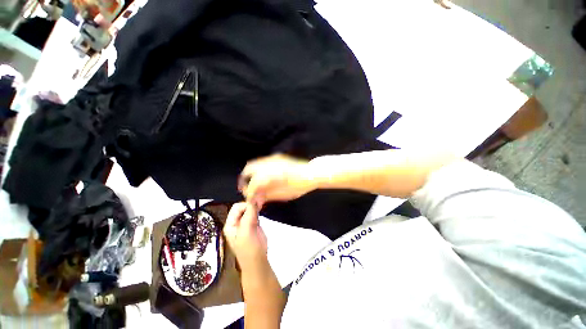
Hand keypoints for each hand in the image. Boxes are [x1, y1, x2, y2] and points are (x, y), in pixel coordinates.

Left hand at [223, 202, 267, 272]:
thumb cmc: (249, 249)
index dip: (246, 205)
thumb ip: (249, 215)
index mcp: (230, 224)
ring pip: (250, 209)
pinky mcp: (254, 224)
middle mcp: (237, 222)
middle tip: (261, 204)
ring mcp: (246, 223)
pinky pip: (255, 213)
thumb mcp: (247, 232)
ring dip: (256, 206)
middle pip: (243, 207)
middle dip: (251, 205)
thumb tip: (254, 199)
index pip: (236, 207)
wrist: (258, 262)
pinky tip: (262, 209)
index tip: (256, 206)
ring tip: (262, 206)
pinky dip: (259, 210)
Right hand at [239, 154, 315, 207]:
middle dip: (245, 180)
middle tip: (246, 189)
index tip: (250, 199)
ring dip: (251, 174)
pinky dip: (258, 169)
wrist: (311, 173)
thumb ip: (267, 195)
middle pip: (249, 170)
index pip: (253, 184)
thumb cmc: (299, 186)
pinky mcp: (277, 157)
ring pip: (255, 164)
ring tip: (254, 183)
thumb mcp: (283, 194)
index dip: (249, 193)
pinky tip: (263, 176)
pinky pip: (262, 162)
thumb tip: (256, 198)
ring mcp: (272, 158)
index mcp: (270, 175)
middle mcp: (269, 164)